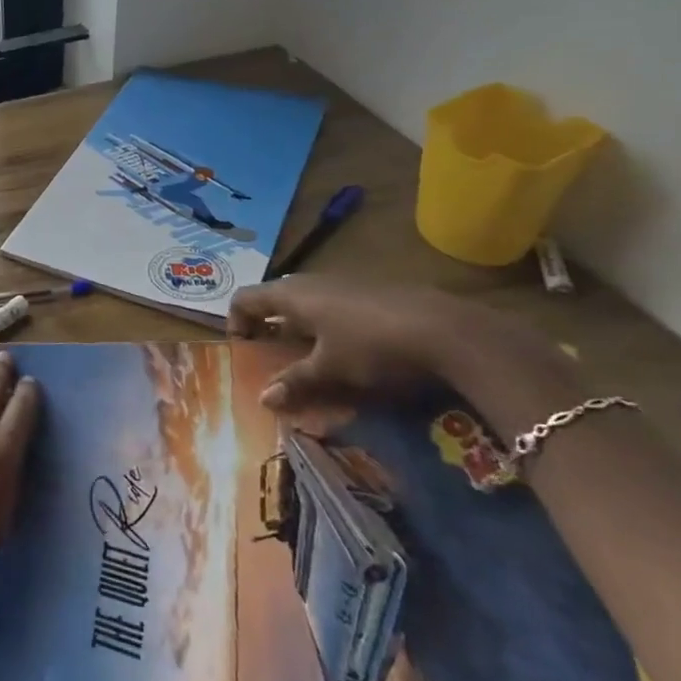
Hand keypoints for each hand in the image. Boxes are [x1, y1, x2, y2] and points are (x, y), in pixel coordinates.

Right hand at [228, 274, 573, 411]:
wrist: (445, 329)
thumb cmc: (373, 346)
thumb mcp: (331, 369)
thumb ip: (295, 381)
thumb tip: (263, 399)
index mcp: (292, 294)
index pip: (246, 297)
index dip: (236, 321)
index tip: (244, 350)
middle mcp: (311, 281)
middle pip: (274, 296)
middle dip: (267, 324)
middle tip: (271, 354)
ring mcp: (342, 282)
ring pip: (305, 300)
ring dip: (296, 324)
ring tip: (307, 355)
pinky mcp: (369, 290)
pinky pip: (331, 303)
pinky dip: (323, 322)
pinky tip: (345, 348)